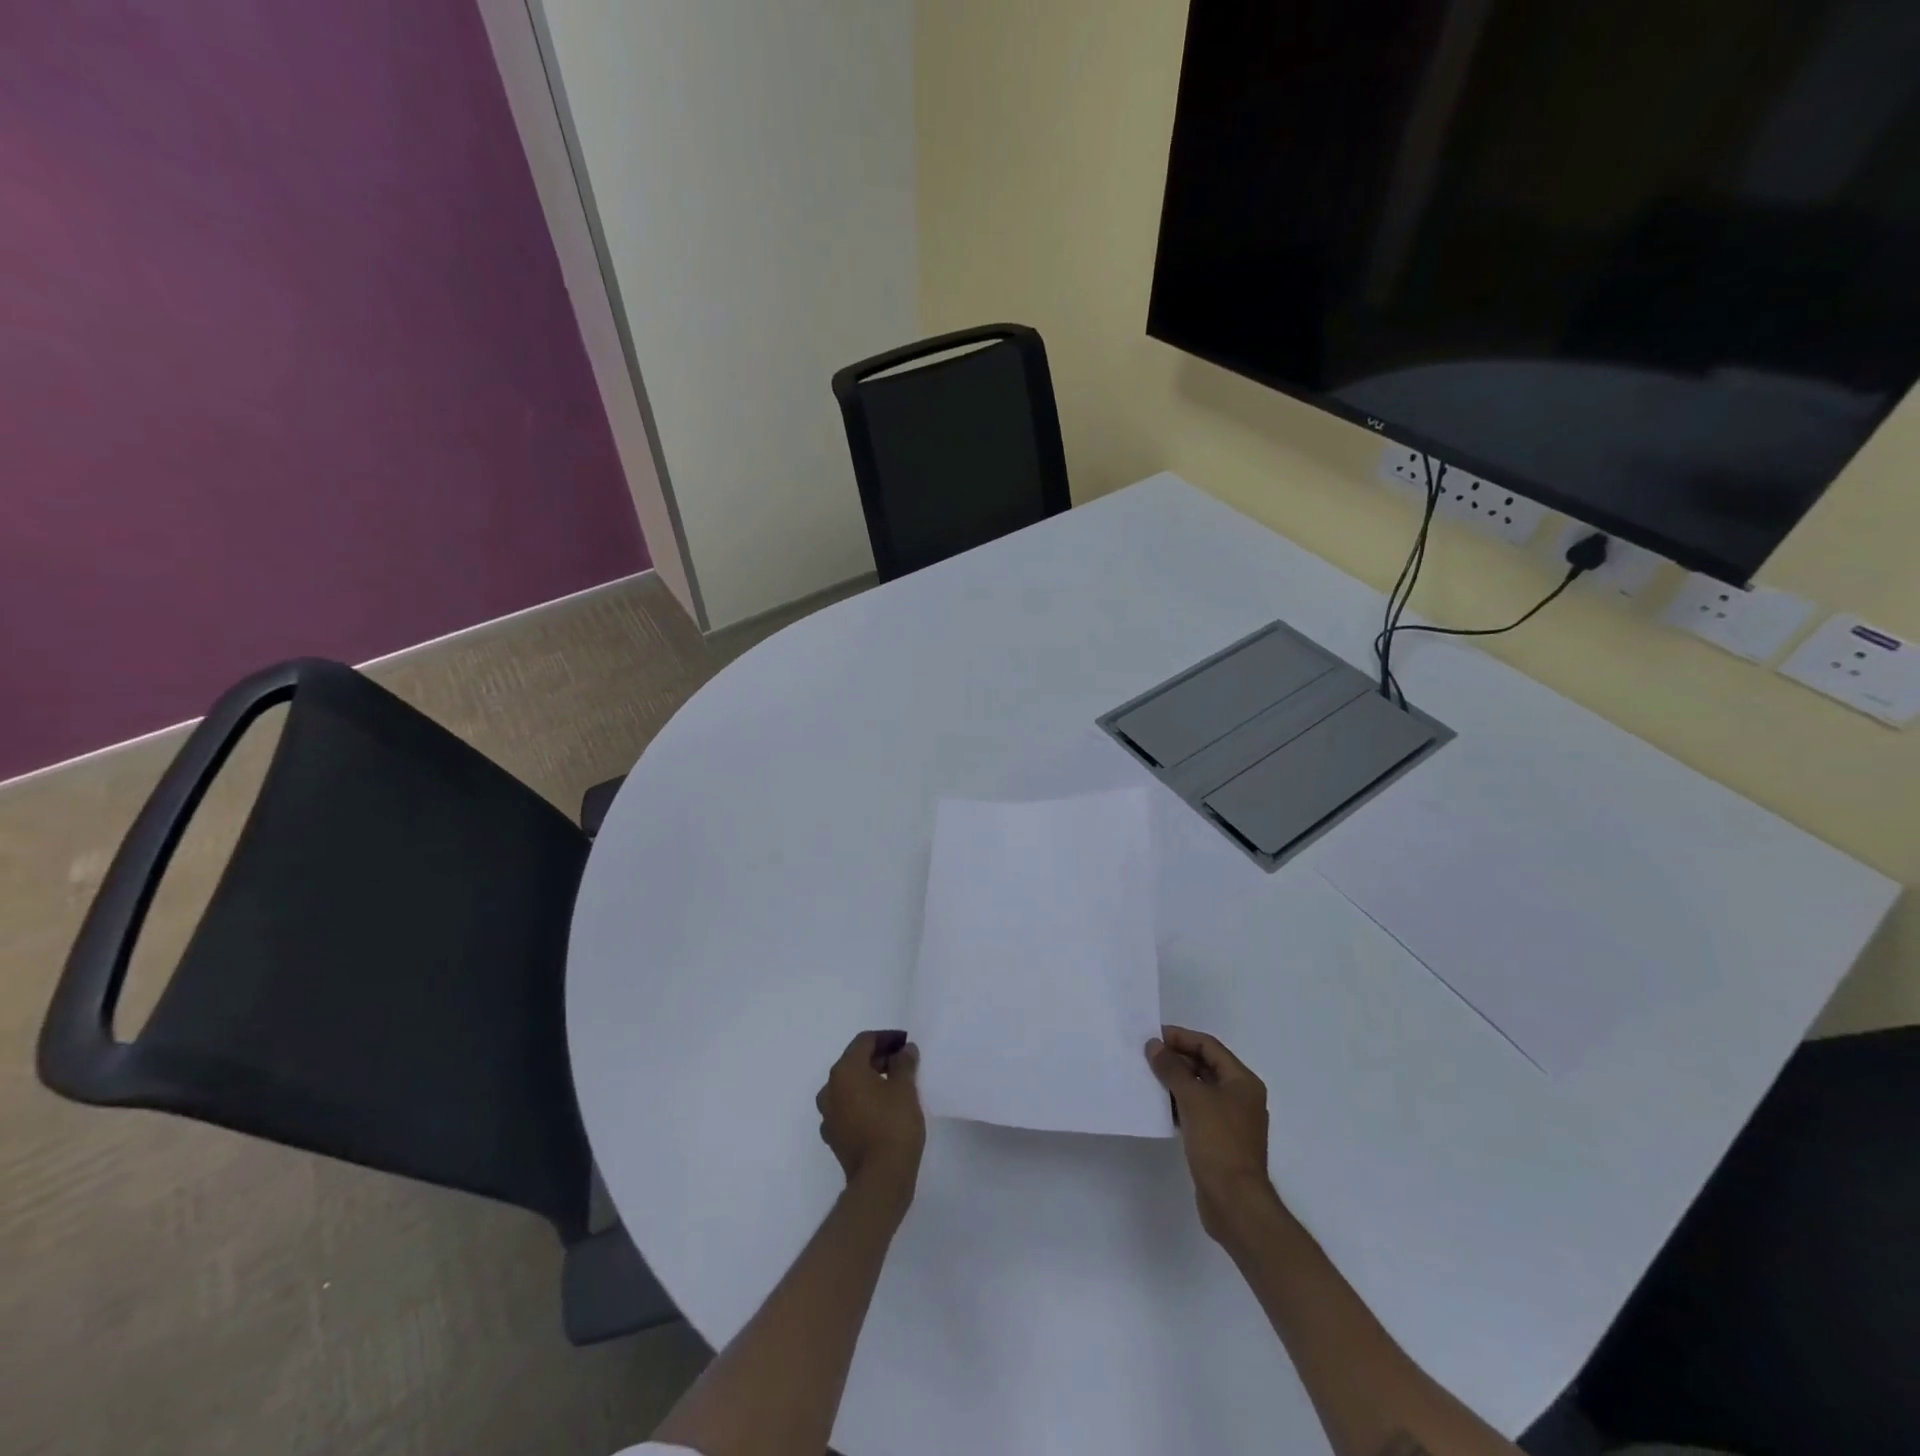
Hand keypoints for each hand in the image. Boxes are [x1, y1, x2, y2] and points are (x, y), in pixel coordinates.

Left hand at [817, 1030, 924, 1204]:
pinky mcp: (834, 1136)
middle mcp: (829, 1089)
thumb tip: (904, 1050)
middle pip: (854, 1062)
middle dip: (878, 1058)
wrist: (880, 1180)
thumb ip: (904, 1062)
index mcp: (844, 1071)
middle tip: (903, 1062)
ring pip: (850, 1086)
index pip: (864, 1041)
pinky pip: (848, 1108)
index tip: (906, 1043)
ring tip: (895, 1085)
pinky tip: (882, 1110)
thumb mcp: (905, 1088)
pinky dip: (863, 1102)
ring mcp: (828, 1115)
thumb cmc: (893, 1125)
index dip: (887, 1038)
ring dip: (870, 1080)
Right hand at [1146, 1026, 1277, 1244]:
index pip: (1209, 1047)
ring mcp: (1232, 1121)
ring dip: (1176, 1082)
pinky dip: (1180, 1105)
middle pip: (1206, 1067)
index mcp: (1243, 1082)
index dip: (1182, 1038)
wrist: (1234, 1202)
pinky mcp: (1221, 1142)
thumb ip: (1172, 1069)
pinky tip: (1160, 1107)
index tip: (1154, 1036)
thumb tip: (1154, 1046)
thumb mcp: (1193, 1098)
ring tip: (1148, 1078)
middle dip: (1177, 1059)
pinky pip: (1198, 1112)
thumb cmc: (1218, 1142)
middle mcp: (1241, 1098)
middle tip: (1147, 1056)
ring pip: (1201, 1090)